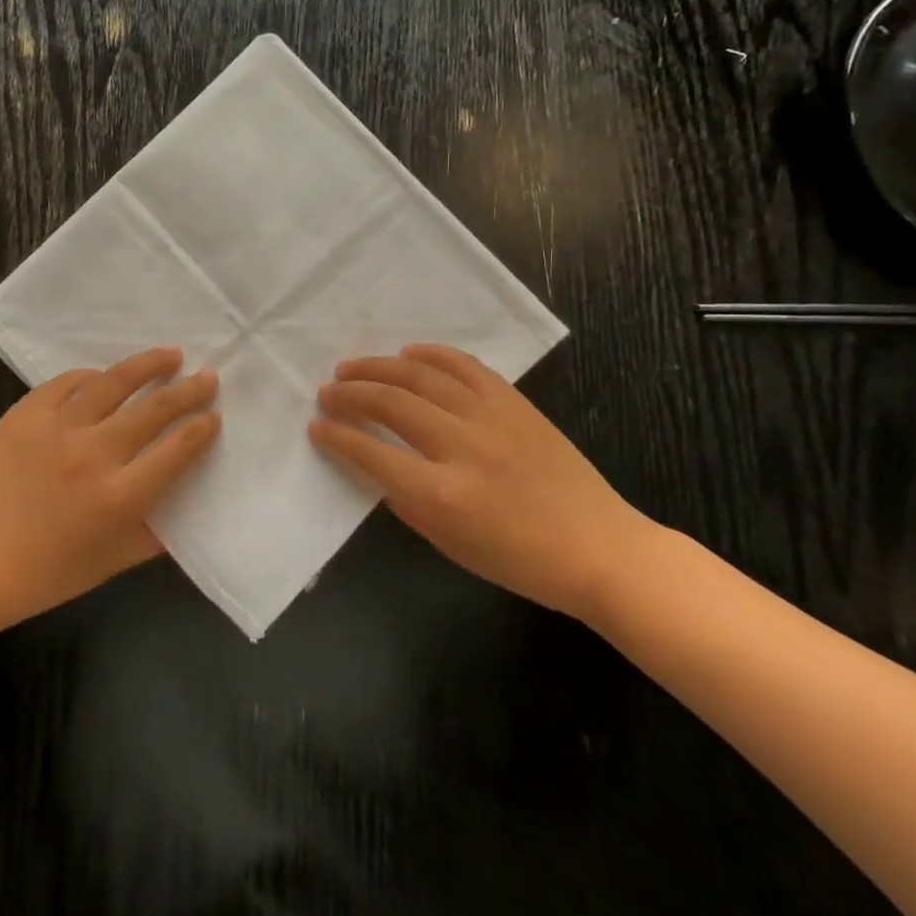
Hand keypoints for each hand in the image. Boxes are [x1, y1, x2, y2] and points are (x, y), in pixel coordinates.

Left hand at [0, 348, 219, 635]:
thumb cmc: (44, 575)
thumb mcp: (110, 564)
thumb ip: (153, 535)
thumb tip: (183, 507)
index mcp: (119, 497)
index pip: (177, 451)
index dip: (202, 429)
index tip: (214, 416)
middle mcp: (93, 455)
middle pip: (155, 409)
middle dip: (189, 390)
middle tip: (208, 377)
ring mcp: (56, 429)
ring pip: (114, 383)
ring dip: (148, 365)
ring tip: (170, 355)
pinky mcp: (24, 414)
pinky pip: (67, 383)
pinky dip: (92, 377)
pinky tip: (104, 377)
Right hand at [310, 344, 647, 616]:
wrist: (598, 547)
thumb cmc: (519, 560)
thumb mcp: (450, 543)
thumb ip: (406, 500)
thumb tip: (376, 464)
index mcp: (442, 495)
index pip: (371, 454)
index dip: (337, 437)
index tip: (317, 426)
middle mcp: (462, 447)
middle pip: (391, 404)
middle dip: (350, 394)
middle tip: (326, 391)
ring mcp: (491, 418)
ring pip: (422, 376)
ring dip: (379, 367)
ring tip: (351, 367)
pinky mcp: (514, 402)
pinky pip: (464, 366)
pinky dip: (432, 355)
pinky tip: (408, 354)